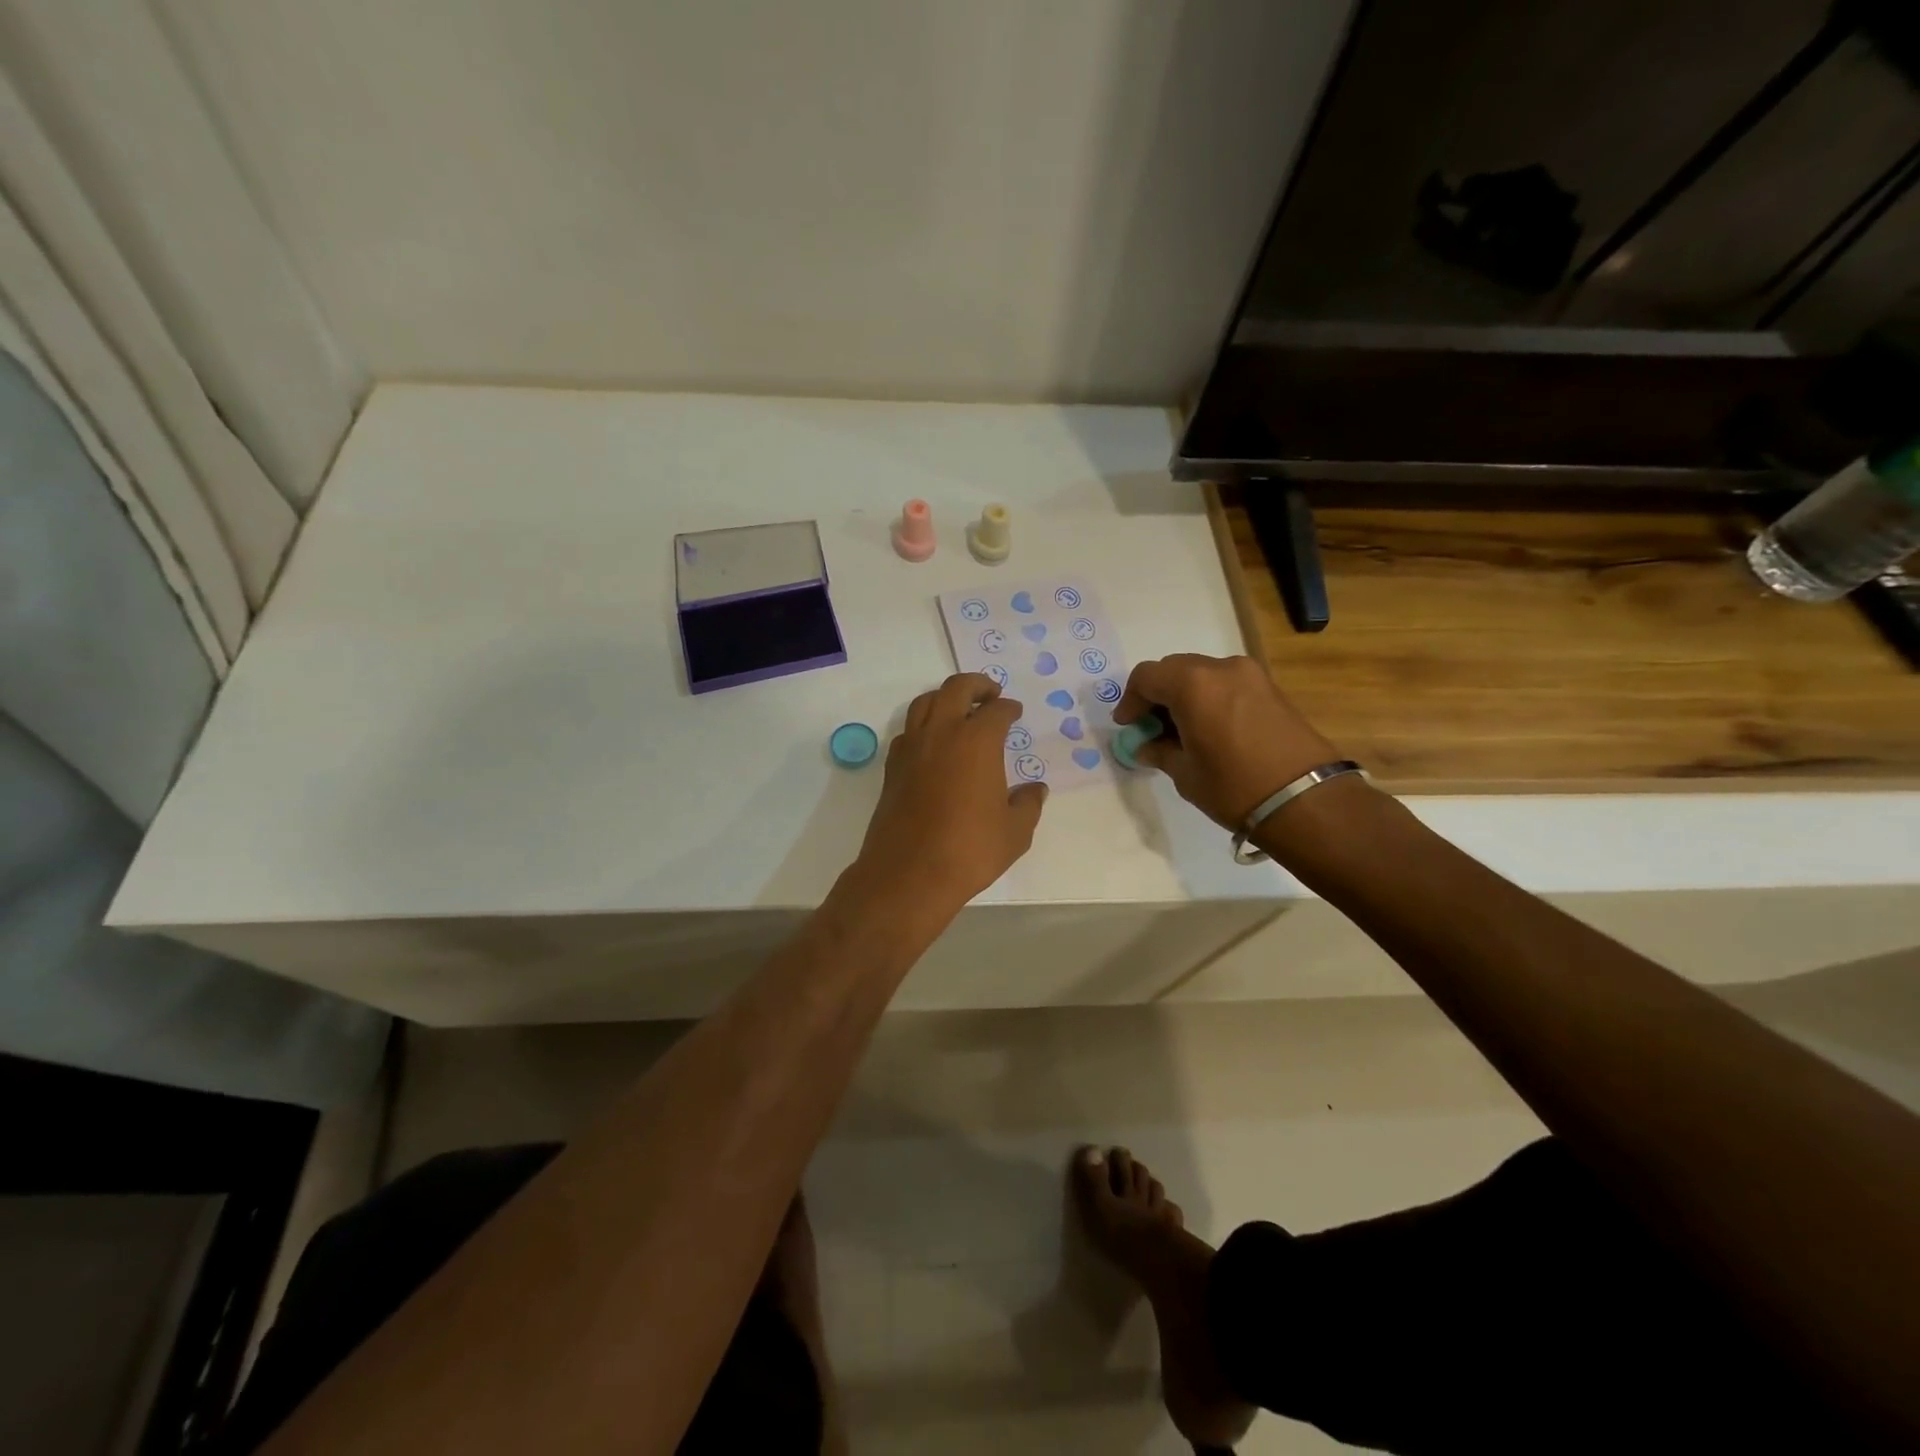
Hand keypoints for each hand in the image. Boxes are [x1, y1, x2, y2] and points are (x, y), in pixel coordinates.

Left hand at [851, 673, 1046, 912]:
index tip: (1015, 712)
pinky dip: (923, 725)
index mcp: (977, 740)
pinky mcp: (892, 767)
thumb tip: (1035, 790)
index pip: (997, 710)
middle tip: (991, 694)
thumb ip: (1028, 804)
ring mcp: (912, 748)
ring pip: (925, 702)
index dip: (1009, 708)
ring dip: (945, 698)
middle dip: (977, 685)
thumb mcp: (1015, 832)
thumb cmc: (970, 850)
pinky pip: (908, 730)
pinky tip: (933, 743)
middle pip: (956, 689)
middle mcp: (942, 733)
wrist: (909, 874)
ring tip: (960, 710)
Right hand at [1114, 654, 1338, 828]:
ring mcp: (1250, 675)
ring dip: (1184, 695)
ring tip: (1181, 730)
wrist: (1307, 800)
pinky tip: (1210, 728)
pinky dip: (1210, 698)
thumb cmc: (1234, 786)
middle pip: (1174, 669)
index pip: (1146, 677)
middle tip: (1151, 727)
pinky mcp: (1270, 688)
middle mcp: (1220, 668)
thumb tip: (1147, 746)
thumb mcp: (1185, 773)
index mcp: (1192, 684)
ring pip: (1202, 674)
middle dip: (1157, 695)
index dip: (1130, 700)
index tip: (1129, 726)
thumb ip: (1160, 752)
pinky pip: (1226, 683)